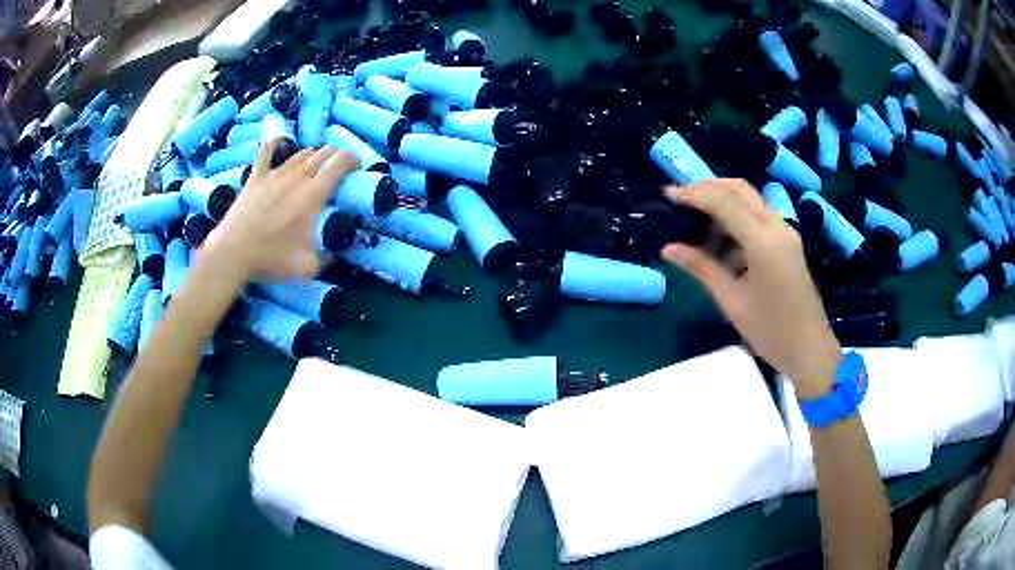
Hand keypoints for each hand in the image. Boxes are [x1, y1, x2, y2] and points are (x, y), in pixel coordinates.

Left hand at [202, 139, 358, 281]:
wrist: (233, 253)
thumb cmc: (271, 258)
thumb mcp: (309, 266)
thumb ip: (328, 255)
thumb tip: (338, 250)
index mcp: (314, 194)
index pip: (340, 162)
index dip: (353, 160)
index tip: (357, 168)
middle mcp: (298, 177)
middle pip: (324, 152)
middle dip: (336, 157)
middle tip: (338, 171)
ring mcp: (275, 174)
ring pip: (302, 153)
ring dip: (314, 156)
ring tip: (315, 167)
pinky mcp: (256, 177)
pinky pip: (266, 152)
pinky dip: (274, 145)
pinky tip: (278, 143)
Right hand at [661, 179, 841, 399]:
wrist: (810, 349)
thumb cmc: (771, 331)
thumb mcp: (732, 301)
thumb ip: (701, 268)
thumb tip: (668, 249)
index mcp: (763, 241)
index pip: (723, 201)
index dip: (694, 194)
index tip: (668, 196)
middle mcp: (776, 227)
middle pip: (739, 189)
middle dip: (707, 187)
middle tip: (681, 200)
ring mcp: (785, 233)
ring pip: (750, 200)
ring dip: (723, 202)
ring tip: (696, 223)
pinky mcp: (788, 242)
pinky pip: (759, 218)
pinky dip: (737, 219)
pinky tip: (722, 243)